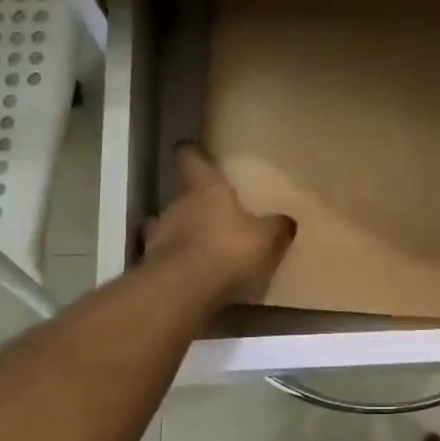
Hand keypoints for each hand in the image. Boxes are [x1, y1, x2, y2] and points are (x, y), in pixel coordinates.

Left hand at [144, 142, 296, 303]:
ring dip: (183, 234)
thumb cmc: (227, 250)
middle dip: (196, 204)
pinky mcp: (152, 265)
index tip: (192, 150)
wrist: (183, 290)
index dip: (192, 154)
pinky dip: (177, 261)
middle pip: (183, 196)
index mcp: (206, 189)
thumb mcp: (266, 238)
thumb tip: (287, 221)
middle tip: (215, 214)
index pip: (191, 159)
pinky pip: (167, 257)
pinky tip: (192, 273)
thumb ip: (276, 227)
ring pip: (170, 226)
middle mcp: (177, 204)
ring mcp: (159, 235)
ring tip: (202, 246)